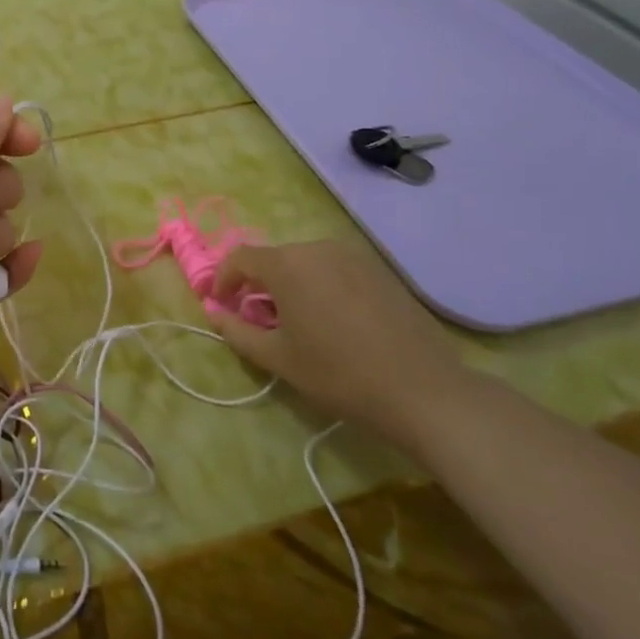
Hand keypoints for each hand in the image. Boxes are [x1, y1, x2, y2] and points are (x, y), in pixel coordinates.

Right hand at [210, 240, 471, 449]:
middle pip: (274, 259)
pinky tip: (334, 321)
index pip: (240, 258)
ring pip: (306, 263)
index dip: (223, 279)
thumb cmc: (339, 374)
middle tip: (259, 320)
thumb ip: (237, 332)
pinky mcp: (379, 269)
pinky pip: (335, 269)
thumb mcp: (278, 359)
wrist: (424, 391)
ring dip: (291, 285)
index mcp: (287, 264)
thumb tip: (215, 314)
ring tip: (298, 322)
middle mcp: (317, 247)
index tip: (221, 305)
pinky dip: (322, 286)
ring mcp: (353, 255)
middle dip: (259, 285)